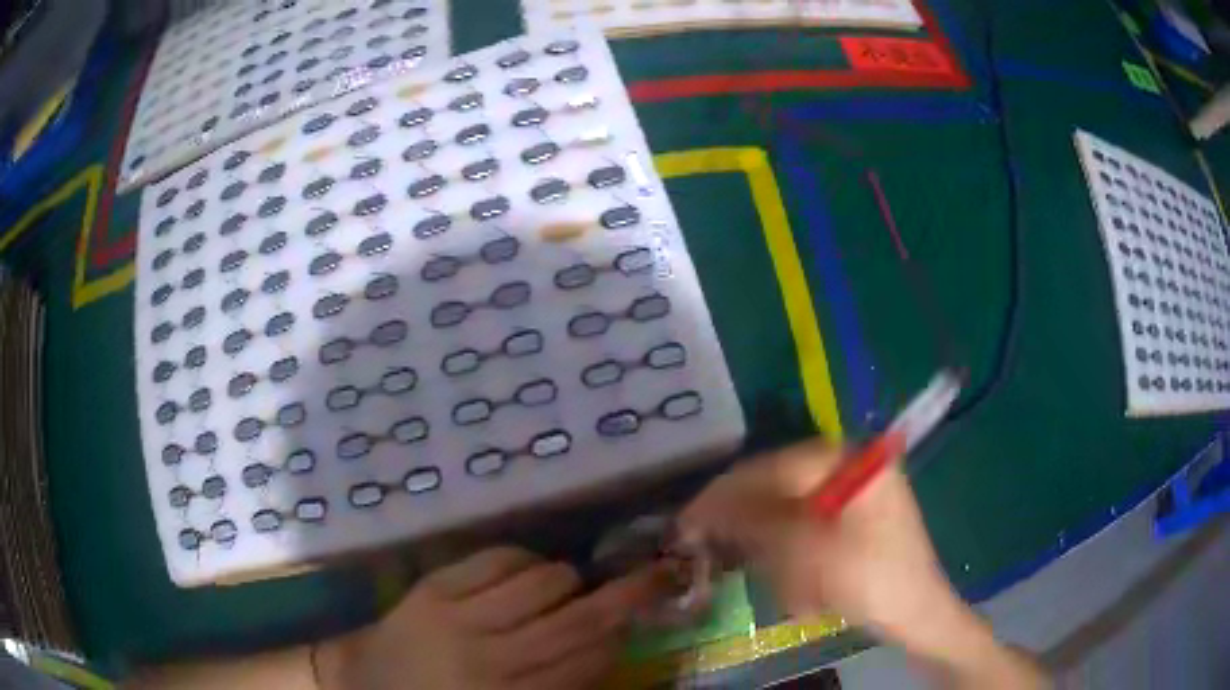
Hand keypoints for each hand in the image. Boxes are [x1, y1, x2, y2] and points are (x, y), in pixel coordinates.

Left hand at [317, 546, 671, 689]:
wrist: (366, 684)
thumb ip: (555, 685)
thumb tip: (604, 648)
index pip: (587, 661)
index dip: (620, 636)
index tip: (638, 622)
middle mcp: (492, 658)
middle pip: (574, 620)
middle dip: (624, 595)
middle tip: (654, 575)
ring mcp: (458, 617)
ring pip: (539, 583)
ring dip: (566, 578)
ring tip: (568, 583)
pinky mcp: (432, 589)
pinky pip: (493, 560)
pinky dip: (521, 559)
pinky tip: (526, 568)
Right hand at [679, 441, 1047, 687]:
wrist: (917, 613)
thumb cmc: (868, 578)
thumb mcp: (808, 551)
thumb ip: (756, 522)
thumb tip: (708, 506)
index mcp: (850, 461)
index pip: (773, 466)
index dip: (727, 493)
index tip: (689, 518)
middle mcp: (853, 467)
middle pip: (782, 486)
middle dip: (753, 525)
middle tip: (715, 548)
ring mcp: (856, 494)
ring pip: (792, 512)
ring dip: (776, 548)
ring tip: (778, 580)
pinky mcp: (856, 521)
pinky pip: (810, 529)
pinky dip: (795, 556)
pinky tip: (802, 587)